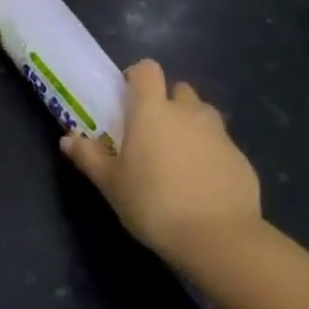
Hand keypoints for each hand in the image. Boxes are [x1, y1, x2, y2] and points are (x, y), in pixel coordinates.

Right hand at [60, 60, 261, 266]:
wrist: (218, 238)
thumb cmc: (153, 203)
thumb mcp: (111, 184)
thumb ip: (89, 157)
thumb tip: (68, 139)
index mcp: (152, 110)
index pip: (147, 70)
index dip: (137, 77)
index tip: (128, 96)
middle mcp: (187, 112)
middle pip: (179, 89)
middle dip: (167, 102)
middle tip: (152, 131)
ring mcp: (219, 134)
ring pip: (204, 114)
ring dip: (191, 124)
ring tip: (179, 155)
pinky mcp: (241, 159)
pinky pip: (222, 145)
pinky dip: (211, 154)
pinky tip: (202, 183)